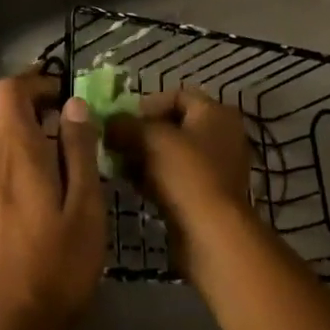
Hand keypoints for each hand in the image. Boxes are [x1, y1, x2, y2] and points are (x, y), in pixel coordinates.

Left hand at [0, 74, 103, 329]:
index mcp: (16, 151)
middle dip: (34, 107)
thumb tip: (75, 104)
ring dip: (25, 134)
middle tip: (71, 125)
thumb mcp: (86, 203)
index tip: (65, 92)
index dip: (35, 81)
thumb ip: (80, 149)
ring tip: (62, 157)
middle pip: (2, 113)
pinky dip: (16, 159)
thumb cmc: (59, 263)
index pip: (9, 90)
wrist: (12, 325)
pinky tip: (44, 189)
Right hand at [105, 88, 253, 279]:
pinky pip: (177, 178)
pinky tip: (133, 186)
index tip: (123, 120)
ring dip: (145, 157)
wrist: (211, 234)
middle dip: (142, 133)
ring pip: (173, 154)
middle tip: (116, 143)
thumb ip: (125, 125)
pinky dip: (155, 178)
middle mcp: (222, 135)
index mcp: (216, 112)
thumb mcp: (149, 139)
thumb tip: (107, 122)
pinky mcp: (208, 196)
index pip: (177, 95)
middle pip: (174, 125)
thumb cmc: (186, 174)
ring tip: (119, 165)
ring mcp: (217, 168)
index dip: (147, 104)